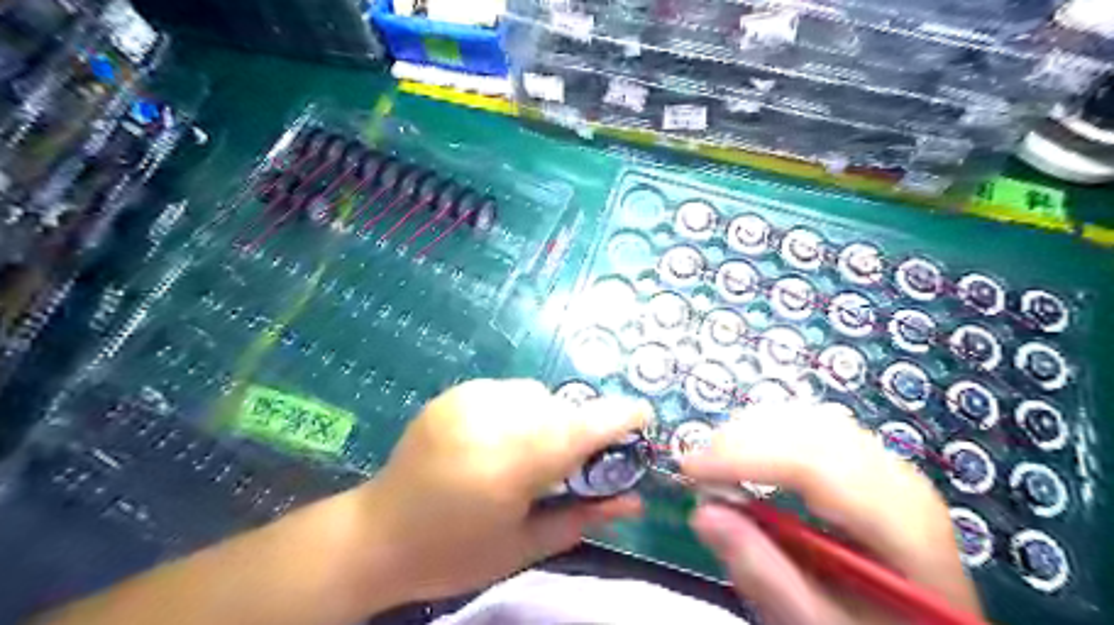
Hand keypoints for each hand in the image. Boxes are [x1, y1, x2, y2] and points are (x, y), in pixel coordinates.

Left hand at [363, 378, 655, 601]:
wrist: (376, 536)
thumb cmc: (454, 553)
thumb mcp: (524, 546)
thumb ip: (583, 517)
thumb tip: (632, 500)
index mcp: (510, 465)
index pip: (580, 428)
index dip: (618, 417)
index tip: (642, 416)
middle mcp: (491, 421)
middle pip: (561, 407)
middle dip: (579, 428)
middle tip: (572, 460)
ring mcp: (467, 400)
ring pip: (536, 393)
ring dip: (548, 417)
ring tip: (529, 451)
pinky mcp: (453, 394)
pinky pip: (507, 390)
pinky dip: (519, 409)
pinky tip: (500, 438)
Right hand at [680, 400, 982, 623]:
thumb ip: (764, 573)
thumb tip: (703, 513)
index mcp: (901, 527)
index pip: (814, 467)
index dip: (744, 459)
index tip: (689, 470)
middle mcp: (899, 481)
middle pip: (811, 432)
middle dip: (743, 440)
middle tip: (697, 467)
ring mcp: (889, 467)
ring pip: (813, 420)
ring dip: (756, 431)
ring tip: (718, 460)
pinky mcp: (873, 464)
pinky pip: (818, 428)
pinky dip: (774, 432)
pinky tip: (752, 455)